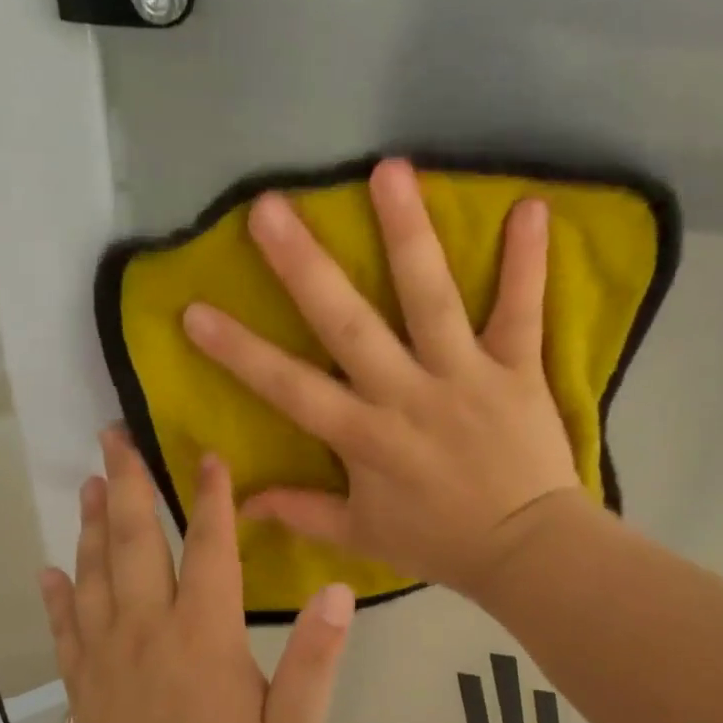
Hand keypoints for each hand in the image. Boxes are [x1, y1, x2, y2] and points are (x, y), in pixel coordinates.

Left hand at [38, 428, 353, 722]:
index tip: (206, 453)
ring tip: (91, 482)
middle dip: (129, 485)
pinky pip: (64, 630)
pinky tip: (47, 570)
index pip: (209, 550)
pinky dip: (55, 596)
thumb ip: (314, 662)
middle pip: (136, 545)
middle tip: (113, 436)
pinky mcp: (82, 691)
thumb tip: (337, 591)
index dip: (212, 498)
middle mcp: (147, 635)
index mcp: (203, 640)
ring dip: (93, 525)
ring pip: (94, 576)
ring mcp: (106, 661)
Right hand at [181, 158, 583, 597]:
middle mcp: (407, 395)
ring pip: (431, 299)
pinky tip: (529, 207)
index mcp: (365, 437)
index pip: (289, 388)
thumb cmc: (440, 541)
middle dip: (305, 267)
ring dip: (409, 234)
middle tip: (269, 208)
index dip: (239, 352)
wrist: (526, 552)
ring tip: (388, 169)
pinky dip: (528, 263)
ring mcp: (465, 376)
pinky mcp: (517, 369)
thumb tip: (241, 503)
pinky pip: (523, 311)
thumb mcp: (363, 536)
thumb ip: (302, 513)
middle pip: (348, 325)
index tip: (193, 311)